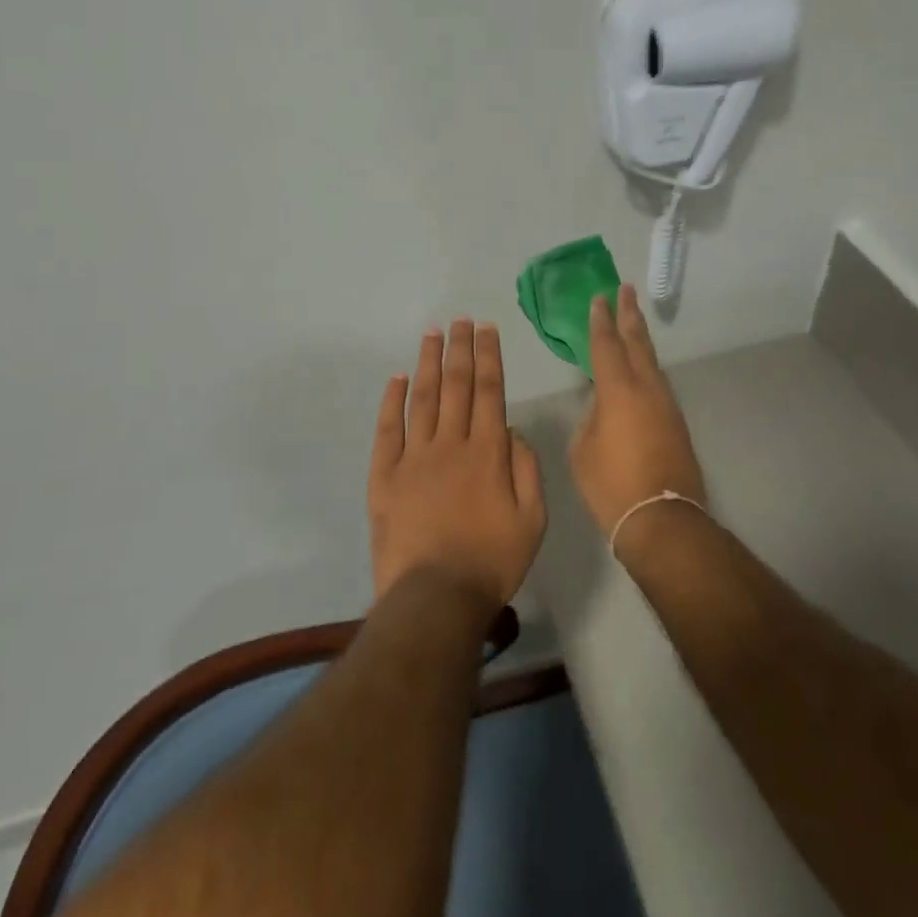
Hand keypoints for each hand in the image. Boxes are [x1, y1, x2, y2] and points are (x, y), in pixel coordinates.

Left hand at [369, 320, 545, 614]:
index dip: (488, 356)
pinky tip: (396, 378)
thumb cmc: (492, 560)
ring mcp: (414, 457)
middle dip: (459, 348)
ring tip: (432, 334)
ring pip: (422, 398)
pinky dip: (391, 401)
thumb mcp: (532, 519)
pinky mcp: (384, 476)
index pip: (490, 391)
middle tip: (460, 320)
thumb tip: (512, 429)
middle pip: (456, 385)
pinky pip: (387, 429)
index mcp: (488, 452)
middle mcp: (450, 443)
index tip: (486, 329)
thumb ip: (526, 468)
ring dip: (428, 363)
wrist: (435, 597)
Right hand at [572, 285, 707, 544]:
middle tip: (626, 290)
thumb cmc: (611, 486)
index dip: (601, 321)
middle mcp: (647, 390)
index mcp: (619, 391)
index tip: (600, 298)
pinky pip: (657, 384)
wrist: (662, 520)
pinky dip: (646, 368)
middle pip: (638, 343)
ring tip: (633, 323)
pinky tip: (639, 371)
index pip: (606, 346)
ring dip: (641, 340)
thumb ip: (591, 420)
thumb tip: (603, 410)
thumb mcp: (584, 451)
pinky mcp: (676, 423)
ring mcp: (666, 406)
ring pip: (652, 363)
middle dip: (630, 316)